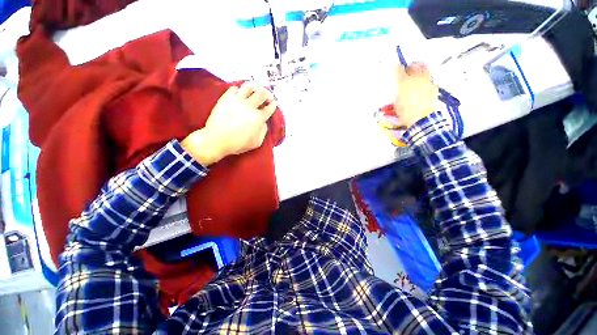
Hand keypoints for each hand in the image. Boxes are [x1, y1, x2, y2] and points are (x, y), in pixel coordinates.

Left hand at [181, 83, 277, 165]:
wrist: (217, 140)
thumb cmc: (237, 143)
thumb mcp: (257, 142)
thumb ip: (263, 131)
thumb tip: (264, 123)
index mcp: (258, 118)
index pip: (270, 107)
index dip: (273, 105)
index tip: (273, 104)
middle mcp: (249, 106)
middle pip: (262, 93)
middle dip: (267, 94)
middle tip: (267, 97)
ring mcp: (237, 101)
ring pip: (249, 86)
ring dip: (254, 88)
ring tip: (254, 91)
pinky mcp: (226, 98)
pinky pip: (234, 88)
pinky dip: (239, 90)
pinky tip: (240, 95)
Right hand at [394, 62, 438, 128]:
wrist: (420, 118)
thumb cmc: (404, 112)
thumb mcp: (397, 102)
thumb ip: (399, 92)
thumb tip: (401, 88)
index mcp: (404, 82)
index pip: (400, 70)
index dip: (397, 67)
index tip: (396, 66)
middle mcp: (416, 78)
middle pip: (414, 66)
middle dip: (410, 66)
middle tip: (408, 68)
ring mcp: (426, 81)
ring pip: (424, 69)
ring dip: (420, 68)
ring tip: (417, 72)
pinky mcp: (433, 86)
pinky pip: (430, 78)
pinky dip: (426, 78)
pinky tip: (424, 83)